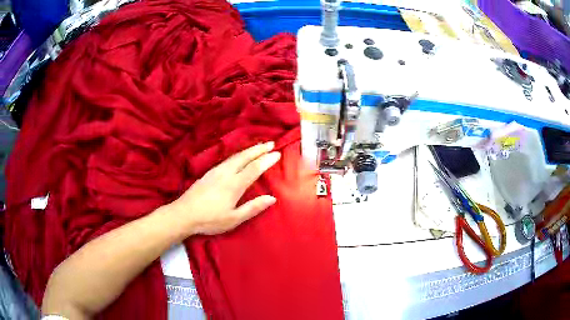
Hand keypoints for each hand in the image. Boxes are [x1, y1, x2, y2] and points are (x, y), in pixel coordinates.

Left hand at [169, 142, 280, 235]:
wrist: (183, 214)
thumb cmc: (209, 220)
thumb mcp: (233, 219)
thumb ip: (253, 208)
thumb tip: (272, 198)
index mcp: (234, 185)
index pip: (254, 168)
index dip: (266, 160)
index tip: (277, 154)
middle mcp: (225, 173)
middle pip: (245, 157)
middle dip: (259, 149)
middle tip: (271, 143)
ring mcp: (215, 171)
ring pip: (235, 156)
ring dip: (249, 150)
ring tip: (258, 147)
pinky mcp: (208, 173)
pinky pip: (227, 159)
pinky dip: (238, 154)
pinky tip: (238, 157)